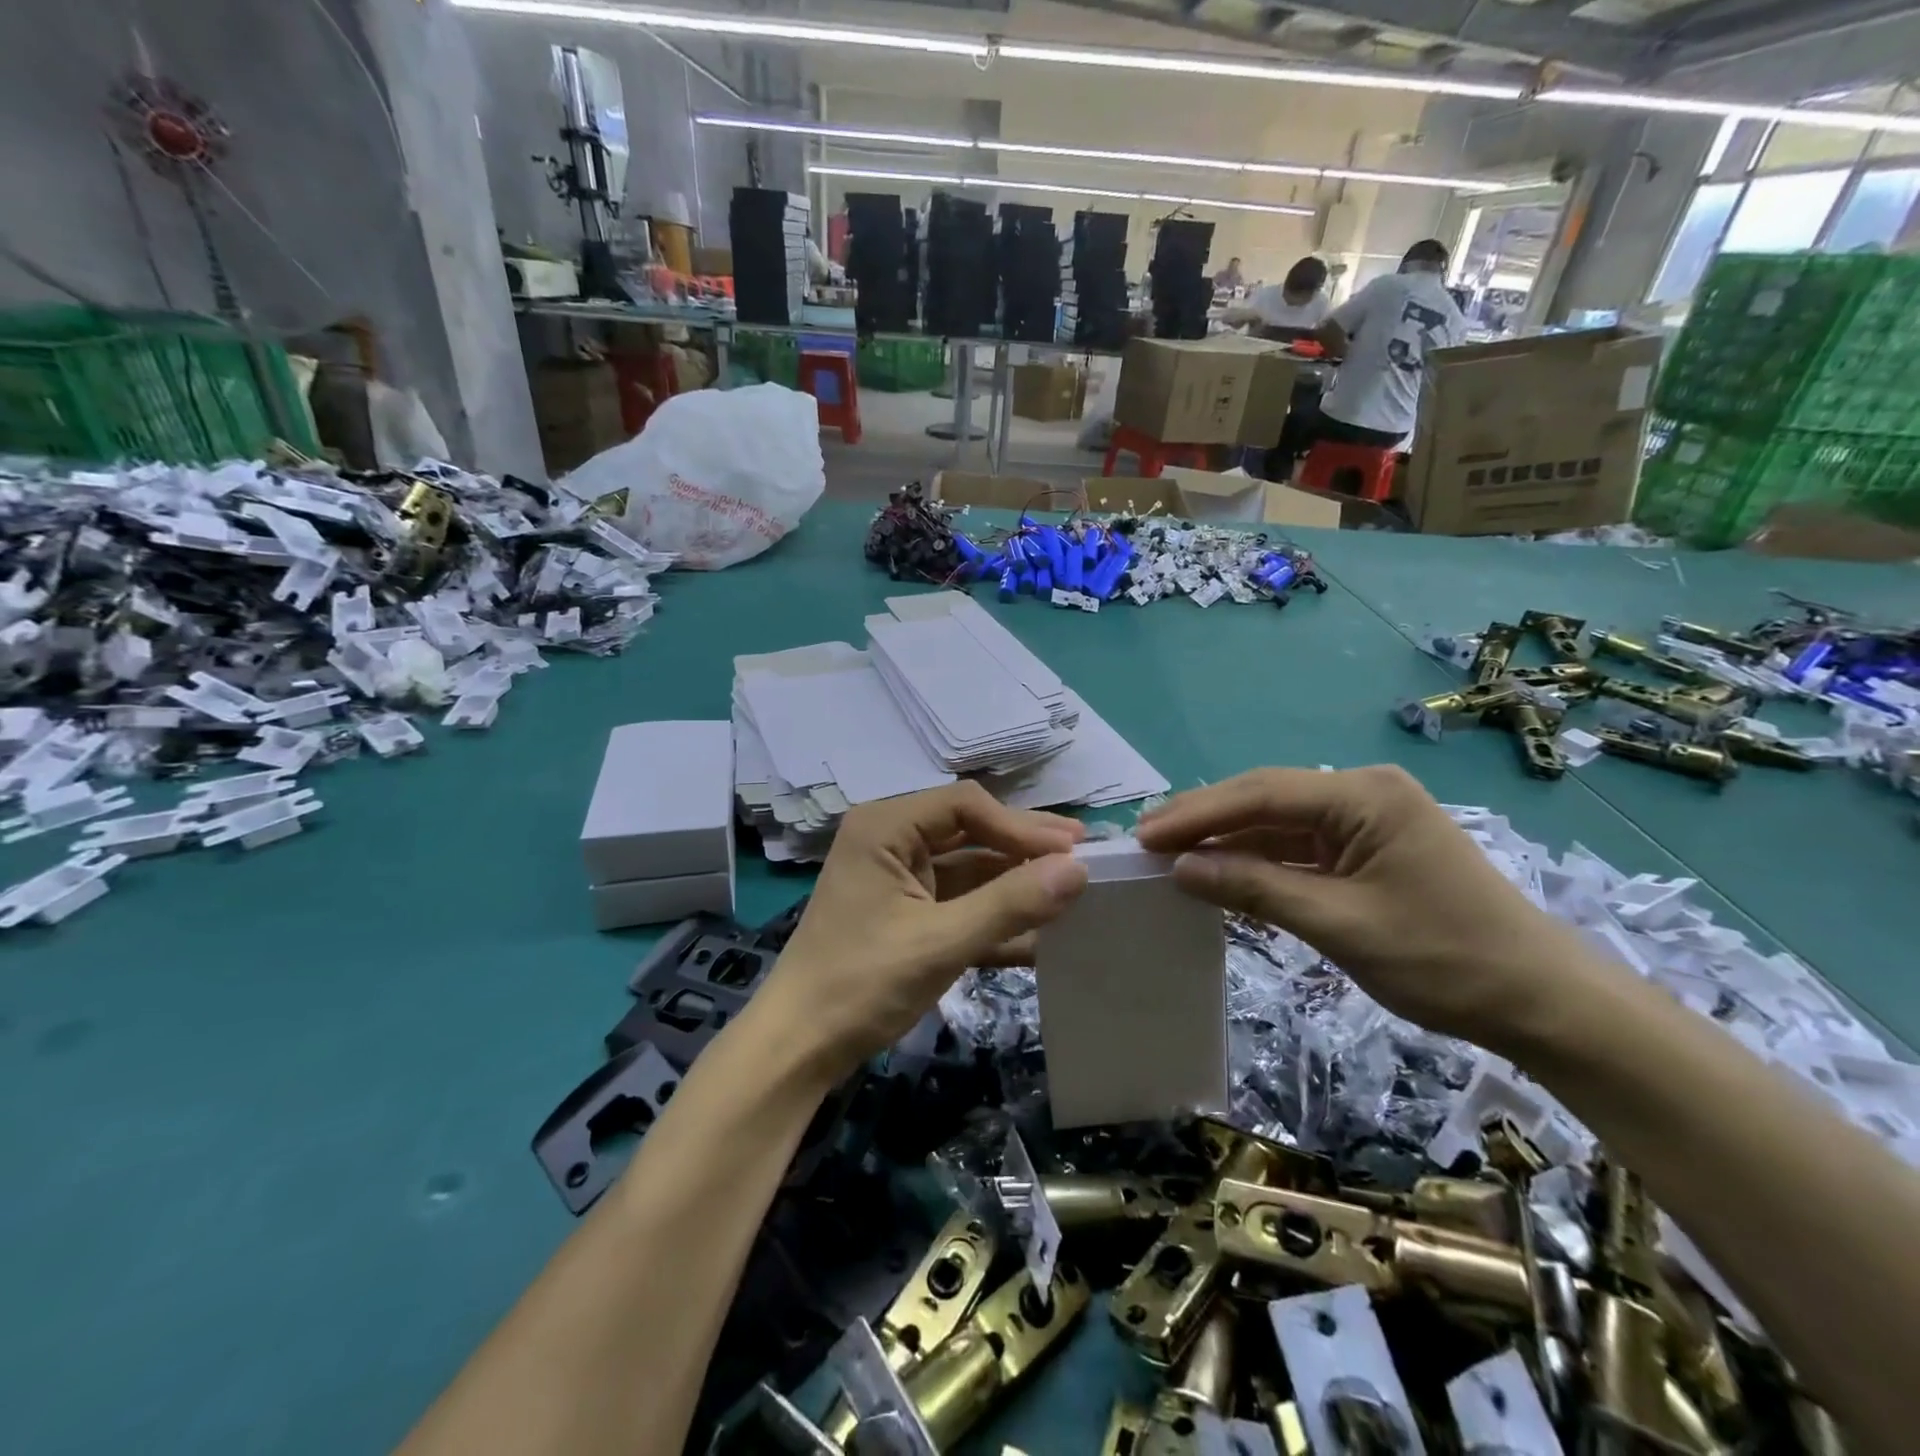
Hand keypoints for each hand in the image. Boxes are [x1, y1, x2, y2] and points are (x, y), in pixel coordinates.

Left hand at [754, 783, 1088, 1083]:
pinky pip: (960, 902)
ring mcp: (900, 878)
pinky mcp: (907, 913)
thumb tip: (1078, 869)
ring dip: (1017, 883)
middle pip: (970, 830)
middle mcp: (891, 840)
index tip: (1069, 853)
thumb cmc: (862, 983)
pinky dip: (996, 915)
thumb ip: (1010, 903)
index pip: (966, 805)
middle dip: (1024, 847)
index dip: (1020, 826)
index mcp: (885, 827)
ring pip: (970, 868)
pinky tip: (1042, 931)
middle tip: (1084, 855)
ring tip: (1073, 891)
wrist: (800, 1047)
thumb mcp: (941, 942)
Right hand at [1136, 765, 1593, 1050]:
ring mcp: (1364, 821)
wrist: (1540, 1003)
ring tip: (1170, 856)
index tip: (1145, 835)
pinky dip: (1257, 863)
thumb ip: (1255, 890)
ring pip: (1276, 824)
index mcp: (1365, 796)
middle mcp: (1362, 794)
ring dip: (1227, 842)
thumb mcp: (1340, 925)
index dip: (1198, 814)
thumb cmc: (1444, 960)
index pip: (1262, 794)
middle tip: (1146, 841)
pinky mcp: (1365, 850)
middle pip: (1265, 800)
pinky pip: (1297, 848)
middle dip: (1205, 821)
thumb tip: (1180, 870)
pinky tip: (1219, 874)